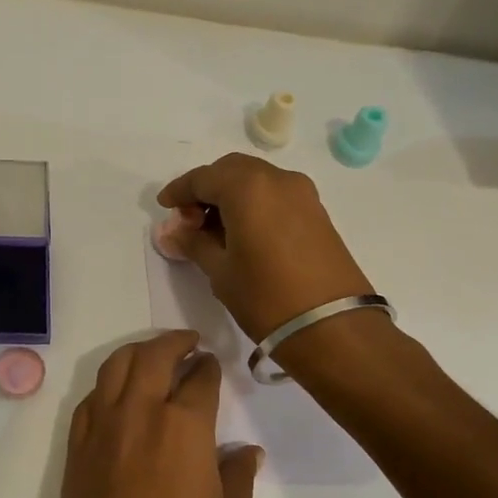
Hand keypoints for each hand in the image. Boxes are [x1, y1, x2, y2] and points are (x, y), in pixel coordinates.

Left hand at [54, 330, 260, 497]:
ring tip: (154, 355)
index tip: (215, 364)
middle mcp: (139, 416)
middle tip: (189, 342)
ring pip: (115, 368)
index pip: (199, 380)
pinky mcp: (76, 452)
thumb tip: (243, 450)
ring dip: (137, 353)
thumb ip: (236, 480)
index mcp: (184, 430)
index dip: (210, 368)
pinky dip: (108, 386)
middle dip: (174, 343)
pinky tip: (119, 396)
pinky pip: (90, 400)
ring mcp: (100, 431)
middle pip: (152, 357)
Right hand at [158, 154, 373, 340]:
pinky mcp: (317, 211)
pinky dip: (253, 203)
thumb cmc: (266, 297)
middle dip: (206, 188)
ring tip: (214, 230)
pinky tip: (243, 232)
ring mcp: (302, 193)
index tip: (164, 207)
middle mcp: (276, 179)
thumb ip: (193, 243)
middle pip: (231, 170)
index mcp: (247, 187)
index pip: (203, 178)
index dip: (179, 191)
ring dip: (230, 195)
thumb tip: (173, 232)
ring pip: (255, 179)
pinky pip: (275, 194)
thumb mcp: (220, 271)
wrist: (333, 327)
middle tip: (189, 219)